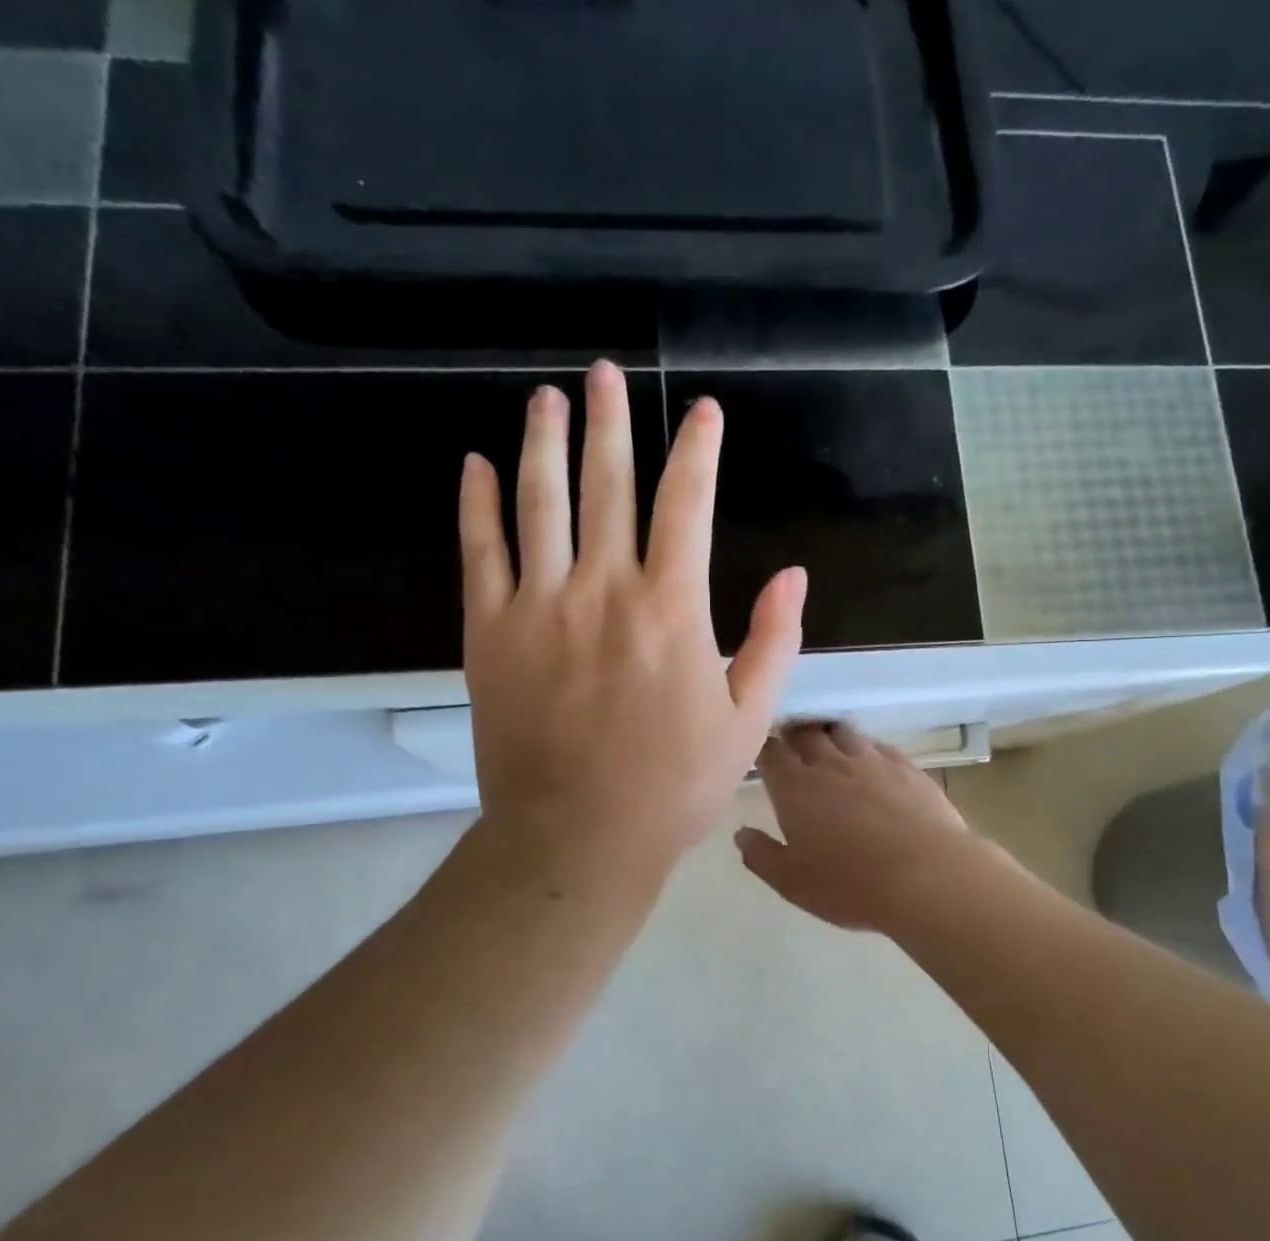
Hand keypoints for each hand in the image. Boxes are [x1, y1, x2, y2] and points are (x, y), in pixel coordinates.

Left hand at [461, 361, 806, 881]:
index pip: (687, 506)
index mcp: (671, 610)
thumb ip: (773, 643)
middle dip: (610, 423)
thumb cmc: (674, 787)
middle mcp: (604, 590)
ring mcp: (539, 607)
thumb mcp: (747, 722)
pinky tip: (476, 466)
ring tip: (546, 398)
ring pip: (540, 503)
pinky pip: (479, 552)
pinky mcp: (489, 633)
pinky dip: (477, 505)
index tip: (701, 412)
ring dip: (544, 444)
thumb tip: (793, 575)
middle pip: (608, 486)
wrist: (578, 838)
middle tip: (603, 373)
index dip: (696, 451)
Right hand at [737, 722, 977, 933]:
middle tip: (791, 742)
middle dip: (794, 734)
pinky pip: (880, 746)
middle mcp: (831, 764)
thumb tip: (741, 834)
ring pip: (844, 733)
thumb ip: (761, 856)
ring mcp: (872, 762)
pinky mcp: (908, 768)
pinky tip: (871, 759)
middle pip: (806, 733)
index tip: (761, 754)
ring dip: (830, 735)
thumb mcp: (792, 882)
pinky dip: (867, 747)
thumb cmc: (850, 884)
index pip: (771, 753)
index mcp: (796, 788)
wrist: (927, 876)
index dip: (763, 749)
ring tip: (828, 745)